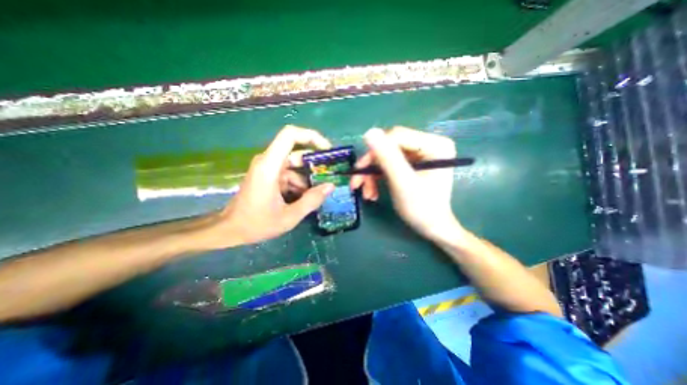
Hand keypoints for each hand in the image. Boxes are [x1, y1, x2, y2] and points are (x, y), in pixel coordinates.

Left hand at [202, 125, 333, 247]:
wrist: (230, 230)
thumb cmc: (256, 224)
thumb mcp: (289, 216)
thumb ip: (312, 200)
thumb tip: (331, 186)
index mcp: (270, 166)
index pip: (290, 135)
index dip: (311, 136)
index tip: (327, 150)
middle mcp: (268, 162)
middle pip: (297, 154)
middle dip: (315, 166)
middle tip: (329, 179)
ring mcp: (268, 169)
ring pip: (295, 167)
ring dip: (307, 181)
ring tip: (315, 198)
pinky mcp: (268, 176)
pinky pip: (289, 175)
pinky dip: (299, 185)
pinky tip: (302, 200)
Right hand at [351, 127, 464, 241]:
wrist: (431, 228)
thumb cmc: (422, 208)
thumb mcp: (403, 182)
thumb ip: (388, 157)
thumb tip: (370, 132)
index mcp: (434, 144)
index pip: (397, 136)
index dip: (376, 151)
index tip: (359, 170)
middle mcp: (428, 144)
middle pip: (389, 146)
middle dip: (371, 167)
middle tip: (357, 184)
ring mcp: (420, 154)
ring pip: (385, 156)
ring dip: (372, 175)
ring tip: (367, 194)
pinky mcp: (412, 163)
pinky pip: (388, 164)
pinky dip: (378, 178)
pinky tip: (373, 192)